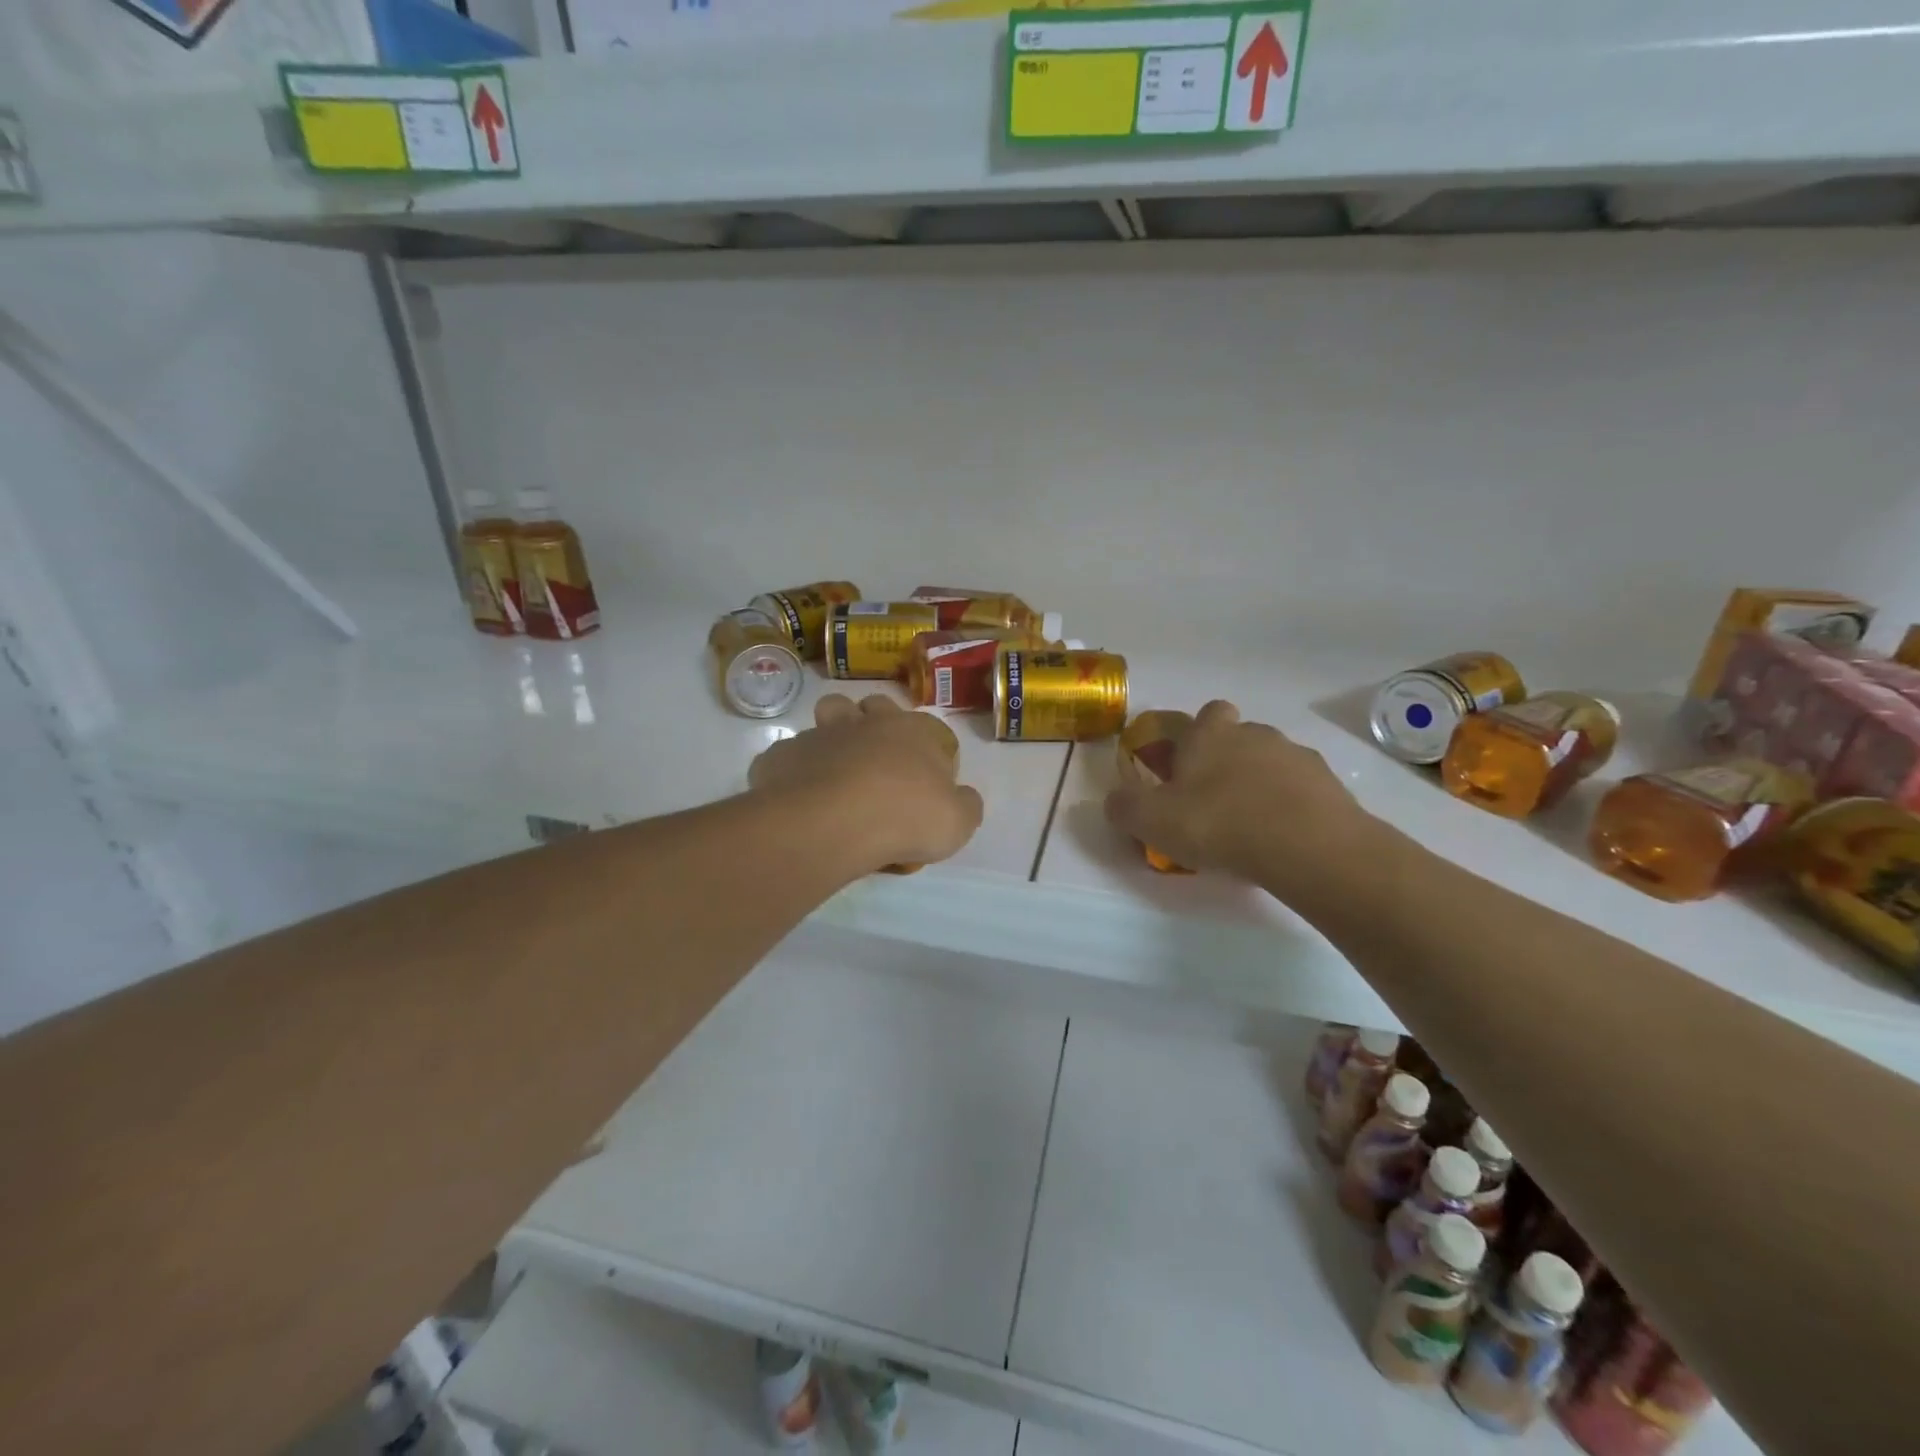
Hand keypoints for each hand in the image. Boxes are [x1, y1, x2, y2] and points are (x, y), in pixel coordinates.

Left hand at [750, 695, 984, 873]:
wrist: (834, 822)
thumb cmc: (906, 816)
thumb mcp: (958, 822)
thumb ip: (965, 805)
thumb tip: (963, 798)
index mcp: (911, 731)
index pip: (920, 723)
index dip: (922, 746)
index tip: (923, 777)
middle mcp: (865, 723)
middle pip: (869, 706)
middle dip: (871, 724)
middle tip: (876, 765)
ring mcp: (820, 735)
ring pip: (825, 717)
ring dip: (831, 736)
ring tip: (836, 772)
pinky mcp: (782, 756)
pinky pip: (788, 757)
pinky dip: (794, 772)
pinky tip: (799, 798)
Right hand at [1105, 700, 1378, 890]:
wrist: (1306, 846)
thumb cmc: (1218, 823)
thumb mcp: (1151, 820)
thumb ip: (1124, 807)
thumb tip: (1115, 800)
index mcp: (1210, 734)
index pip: (1204, 713)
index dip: (1195, 734)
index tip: (1186, 765)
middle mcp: (1254, 734)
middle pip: (1238, 735)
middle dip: (1227, 759)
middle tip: (1213, 800)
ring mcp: (1296, 756)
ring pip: (1271, 761)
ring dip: (1259, 783)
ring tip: (1250, 826)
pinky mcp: (1329, 784)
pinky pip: (1301, 789)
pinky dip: (1290, 805)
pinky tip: (1281, 837)